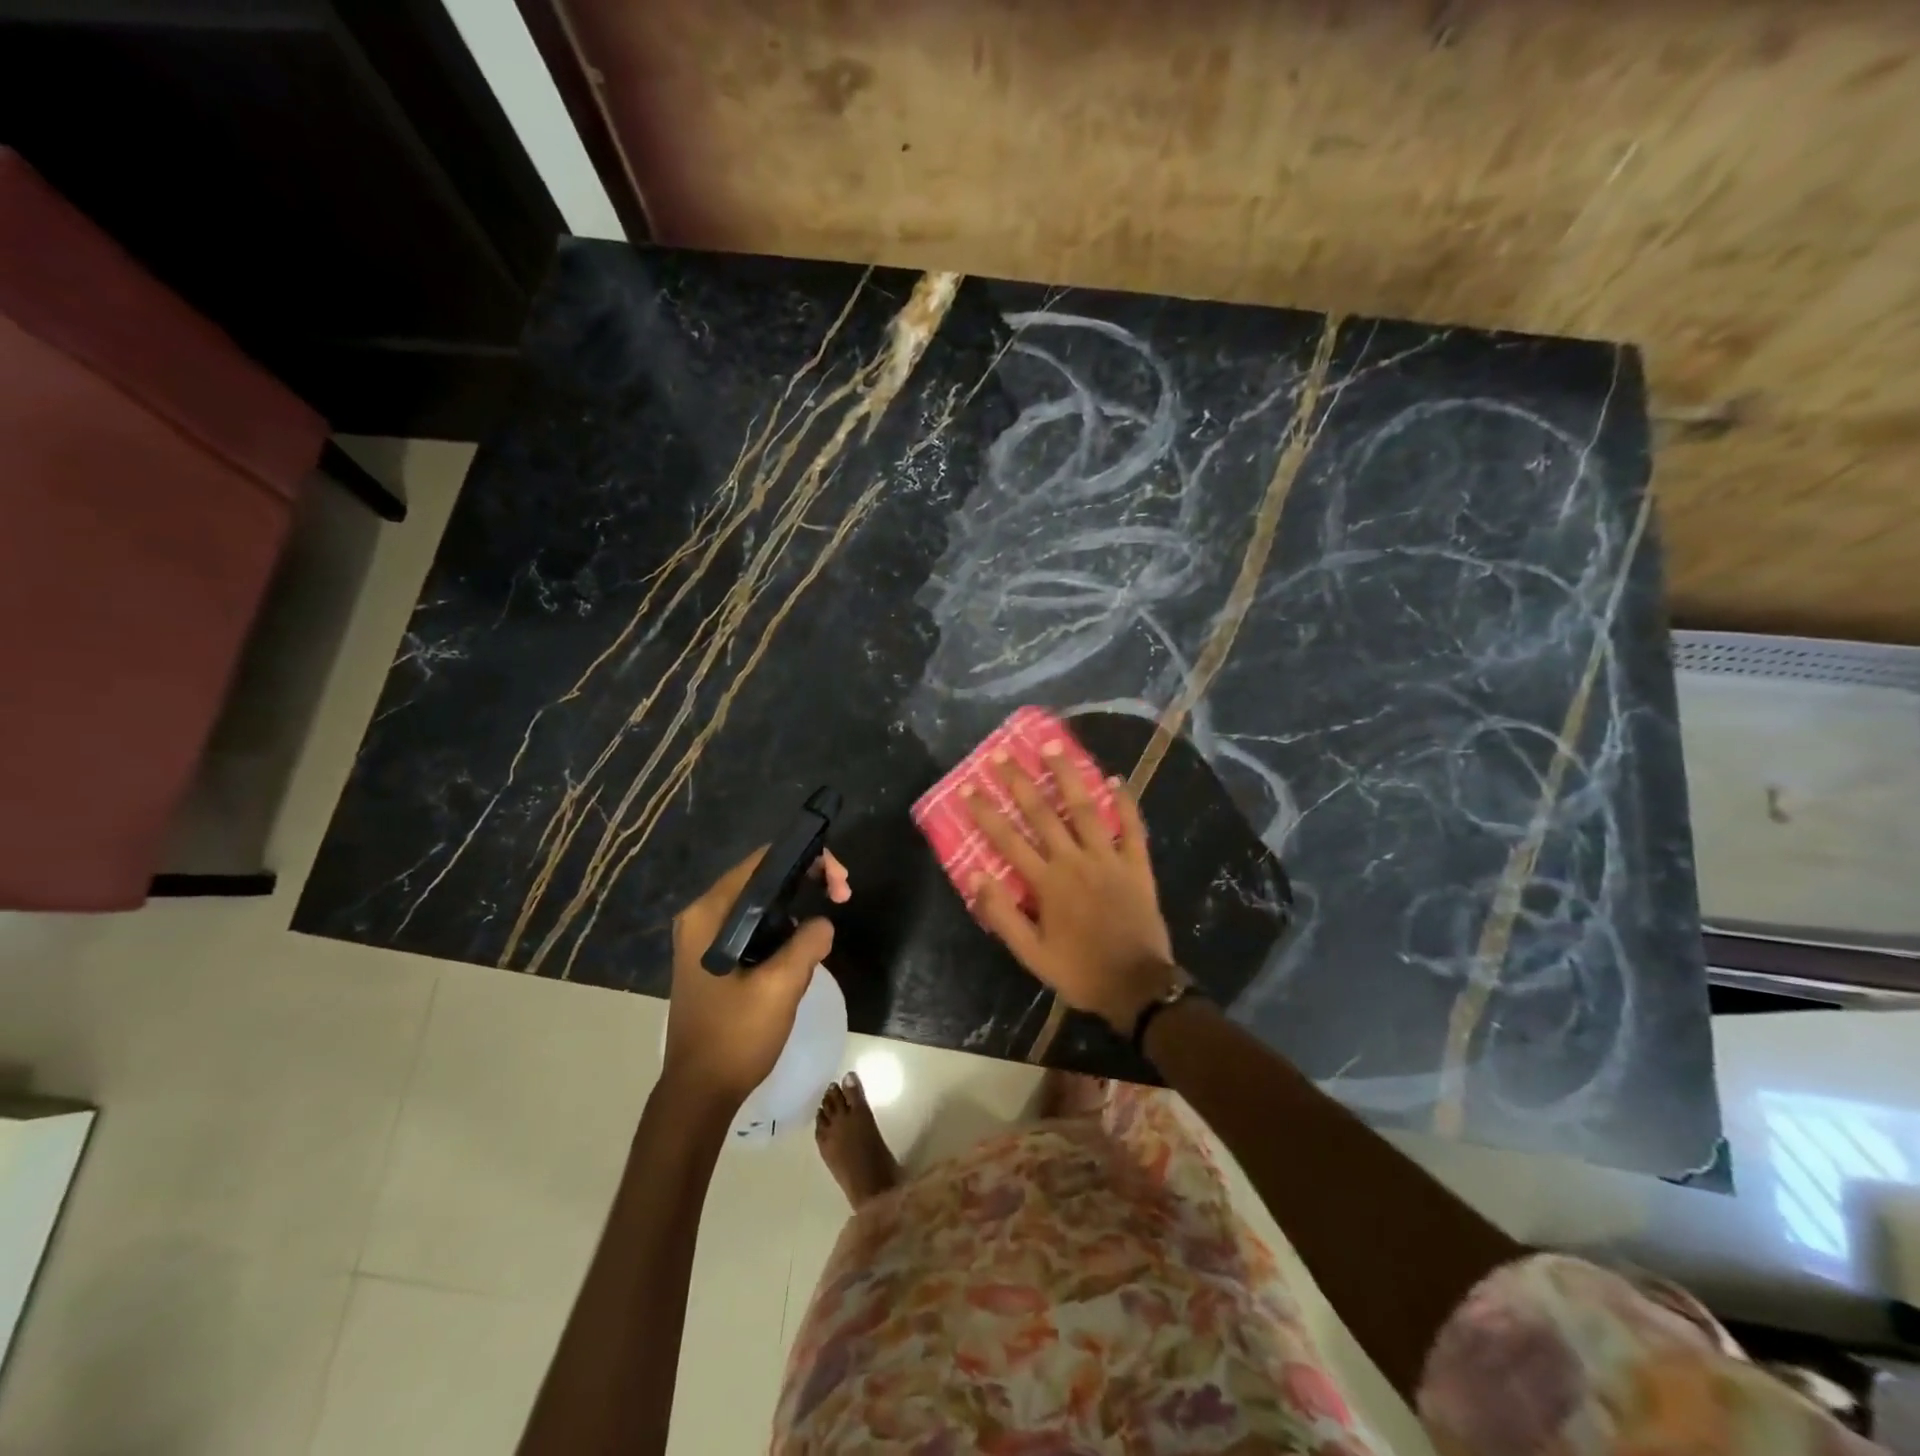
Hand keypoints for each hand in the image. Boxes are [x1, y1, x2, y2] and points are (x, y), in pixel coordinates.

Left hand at [662, 847, 849, 1110]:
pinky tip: (803, 942)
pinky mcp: (714, 959)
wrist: (700, 1093)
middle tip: (842, 895)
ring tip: (829, 914)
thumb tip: (823, 923)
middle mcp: (702, 917)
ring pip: (760, 904)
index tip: (838, 880)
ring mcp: (704, 939)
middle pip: (761, 879)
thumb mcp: (780, 986)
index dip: (805, 860)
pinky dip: (781, 926)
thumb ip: (808, 943)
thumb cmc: (735, 1036)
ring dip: (796, 905)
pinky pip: (753, 927)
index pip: (761, 862)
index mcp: (709, 914)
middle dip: (805, 880)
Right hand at [963, 744, 1178, 1035]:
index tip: (968, 786)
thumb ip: (1002, 915)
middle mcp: (1075, 861)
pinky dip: (1125, 802)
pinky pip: (1132, 827)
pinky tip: (1115, 778)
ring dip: (1066, 775)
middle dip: (1019, 781)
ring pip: (1084, 808)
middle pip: (1042, 813)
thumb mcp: (1031, 954)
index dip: (986, 811)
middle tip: (1001, 754)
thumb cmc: (1080, 971)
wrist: (1137, 986)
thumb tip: (976, 875)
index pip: (1008, 839)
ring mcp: (1109, 859)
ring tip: (1052, 745)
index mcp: (1047, 883)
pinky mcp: (1137, 864)